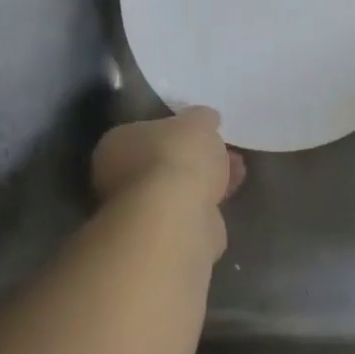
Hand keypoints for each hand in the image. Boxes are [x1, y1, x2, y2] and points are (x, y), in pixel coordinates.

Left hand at [91, 107, 245, 210]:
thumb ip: (201, 118)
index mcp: (116, 144)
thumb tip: (205, 119)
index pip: (145, 132)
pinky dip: (208, 203)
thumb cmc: (177, 158)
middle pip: (162, 161)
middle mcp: (118, 178)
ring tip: (238, 170)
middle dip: (194, 157)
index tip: (201, 131)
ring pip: (178, 188)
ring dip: (205, 179)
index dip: (175, 130)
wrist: (177, 218)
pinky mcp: (162, 235)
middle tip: (223, 150)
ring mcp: (140, 210)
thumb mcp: (198, 122)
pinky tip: (230, 194)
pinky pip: (189, 211)